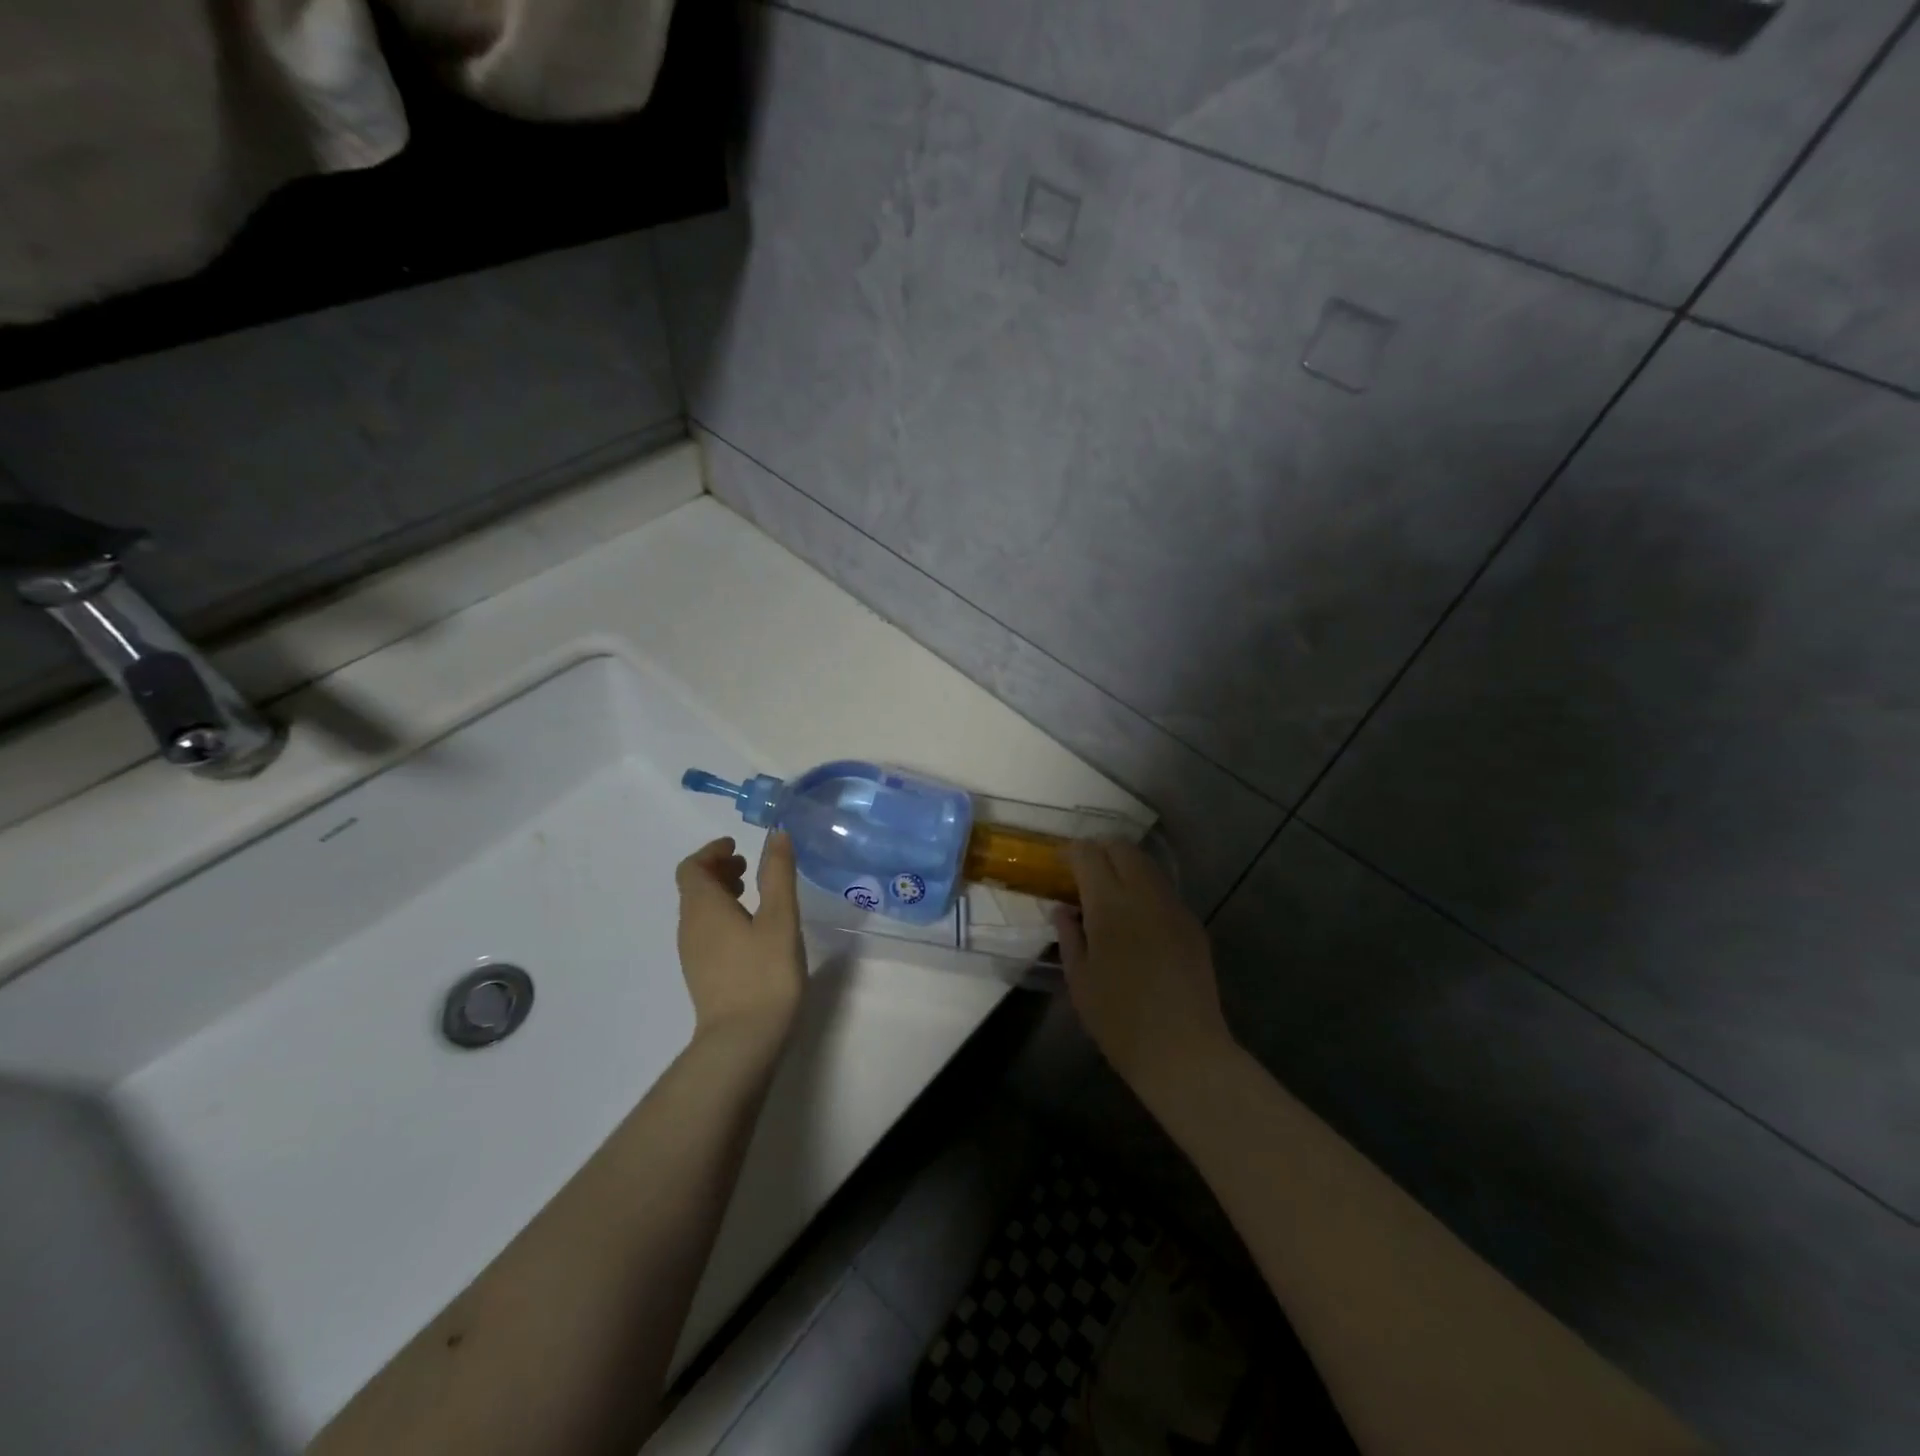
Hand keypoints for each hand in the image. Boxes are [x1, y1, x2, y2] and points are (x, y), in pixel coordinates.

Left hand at [675, 832, 806, 1040]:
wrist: (742, 1041)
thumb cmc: (764, 973)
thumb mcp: (780, 918)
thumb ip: (777, 874)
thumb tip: (776, 835)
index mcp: (703, 907)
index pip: (692, 867)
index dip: (712, 851)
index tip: (738, 846)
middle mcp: (689, 926)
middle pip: (694, 888)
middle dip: (718, 870)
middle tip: (749, 866)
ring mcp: (692, 953)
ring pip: (699, 911)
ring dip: (722, 893)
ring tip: (754, 895)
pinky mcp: (702, 974)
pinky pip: (705, 931)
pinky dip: (723, 916)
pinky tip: (752, 930)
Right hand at [1053, 840, 1234, 1105]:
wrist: (1182, 1050)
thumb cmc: (1118, 1018)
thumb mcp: (1079, 979)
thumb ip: (1069, 936)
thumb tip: (1063, 910)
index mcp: (1110, 904)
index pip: (1088, 855)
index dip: (1071, 853)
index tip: (1060, 864)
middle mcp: (1144, 894)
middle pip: (1122, 848)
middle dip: (1100, 850)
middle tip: (1083, 871)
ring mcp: (1173, 906)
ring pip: (1147, 865)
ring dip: (1125, 866)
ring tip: (1109, 891)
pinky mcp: (1192, 924)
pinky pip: (1164, 890)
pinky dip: (1145, 889)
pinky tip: (1136, 917)